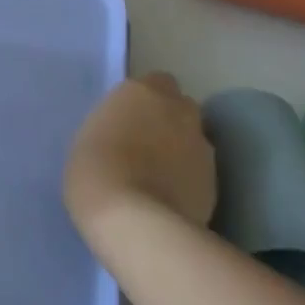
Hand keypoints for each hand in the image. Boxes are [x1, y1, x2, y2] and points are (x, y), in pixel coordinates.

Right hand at [64, 72, 216, 244]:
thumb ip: (115, 126)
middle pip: (180, 106)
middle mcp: (177, 109)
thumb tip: (128, 135)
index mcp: (140, 91)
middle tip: (147, 145)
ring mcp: (201, 144)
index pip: (154, 82)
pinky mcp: (216, 180)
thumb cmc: (95, 171)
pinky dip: (190, 179)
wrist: (135, 221)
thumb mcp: (88, 137)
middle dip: (169, 120)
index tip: (130, 120)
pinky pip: (201, 170)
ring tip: (160, 177)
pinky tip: (171, 198)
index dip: (145, 101)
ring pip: (194, 138)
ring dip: (181, 150)